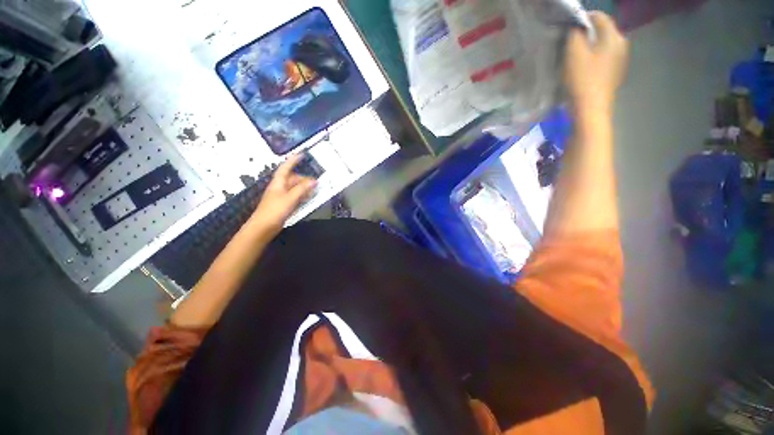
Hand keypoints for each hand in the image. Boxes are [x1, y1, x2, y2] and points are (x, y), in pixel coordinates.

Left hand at [250, 154, 316, 235]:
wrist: (264, 227)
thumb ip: (302, 189)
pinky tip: (309, 199)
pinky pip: (296, 197)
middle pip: (293, 179)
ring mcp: (282, 196)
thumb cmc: (274, 211)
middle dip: (304, 179)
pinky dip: (303, 196)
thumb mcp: (290, 198)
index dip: (293, 160)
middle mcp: (280, 187)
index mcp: (279, 183)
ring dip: (305, 188)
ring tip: (315, 190)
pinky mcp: (285, 204)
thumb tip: (314, 181)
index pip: (286, 168)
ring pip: (296, 188)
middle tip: (317, 182)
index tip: (302, 154)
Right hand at [564, 12, 628, 115]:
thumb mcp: (573, 53)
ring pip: (602, 45)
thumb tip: (576, 26)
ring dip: (588, 48)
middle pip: (602, 31)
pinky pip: (602, 59)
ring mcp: (620, 61)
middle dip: (586, 34)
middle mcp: (622, 45)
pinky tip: (581, 70)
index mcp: (614, 36)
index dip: (582, 19)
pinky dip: (592, 59)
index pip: (599, 16)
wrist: (590, 110)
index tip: (567, 30)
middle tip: (568, 45)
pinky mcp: (614, 74)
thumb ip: (574, 34)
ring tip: (573, 58)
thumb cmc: (582, 80)